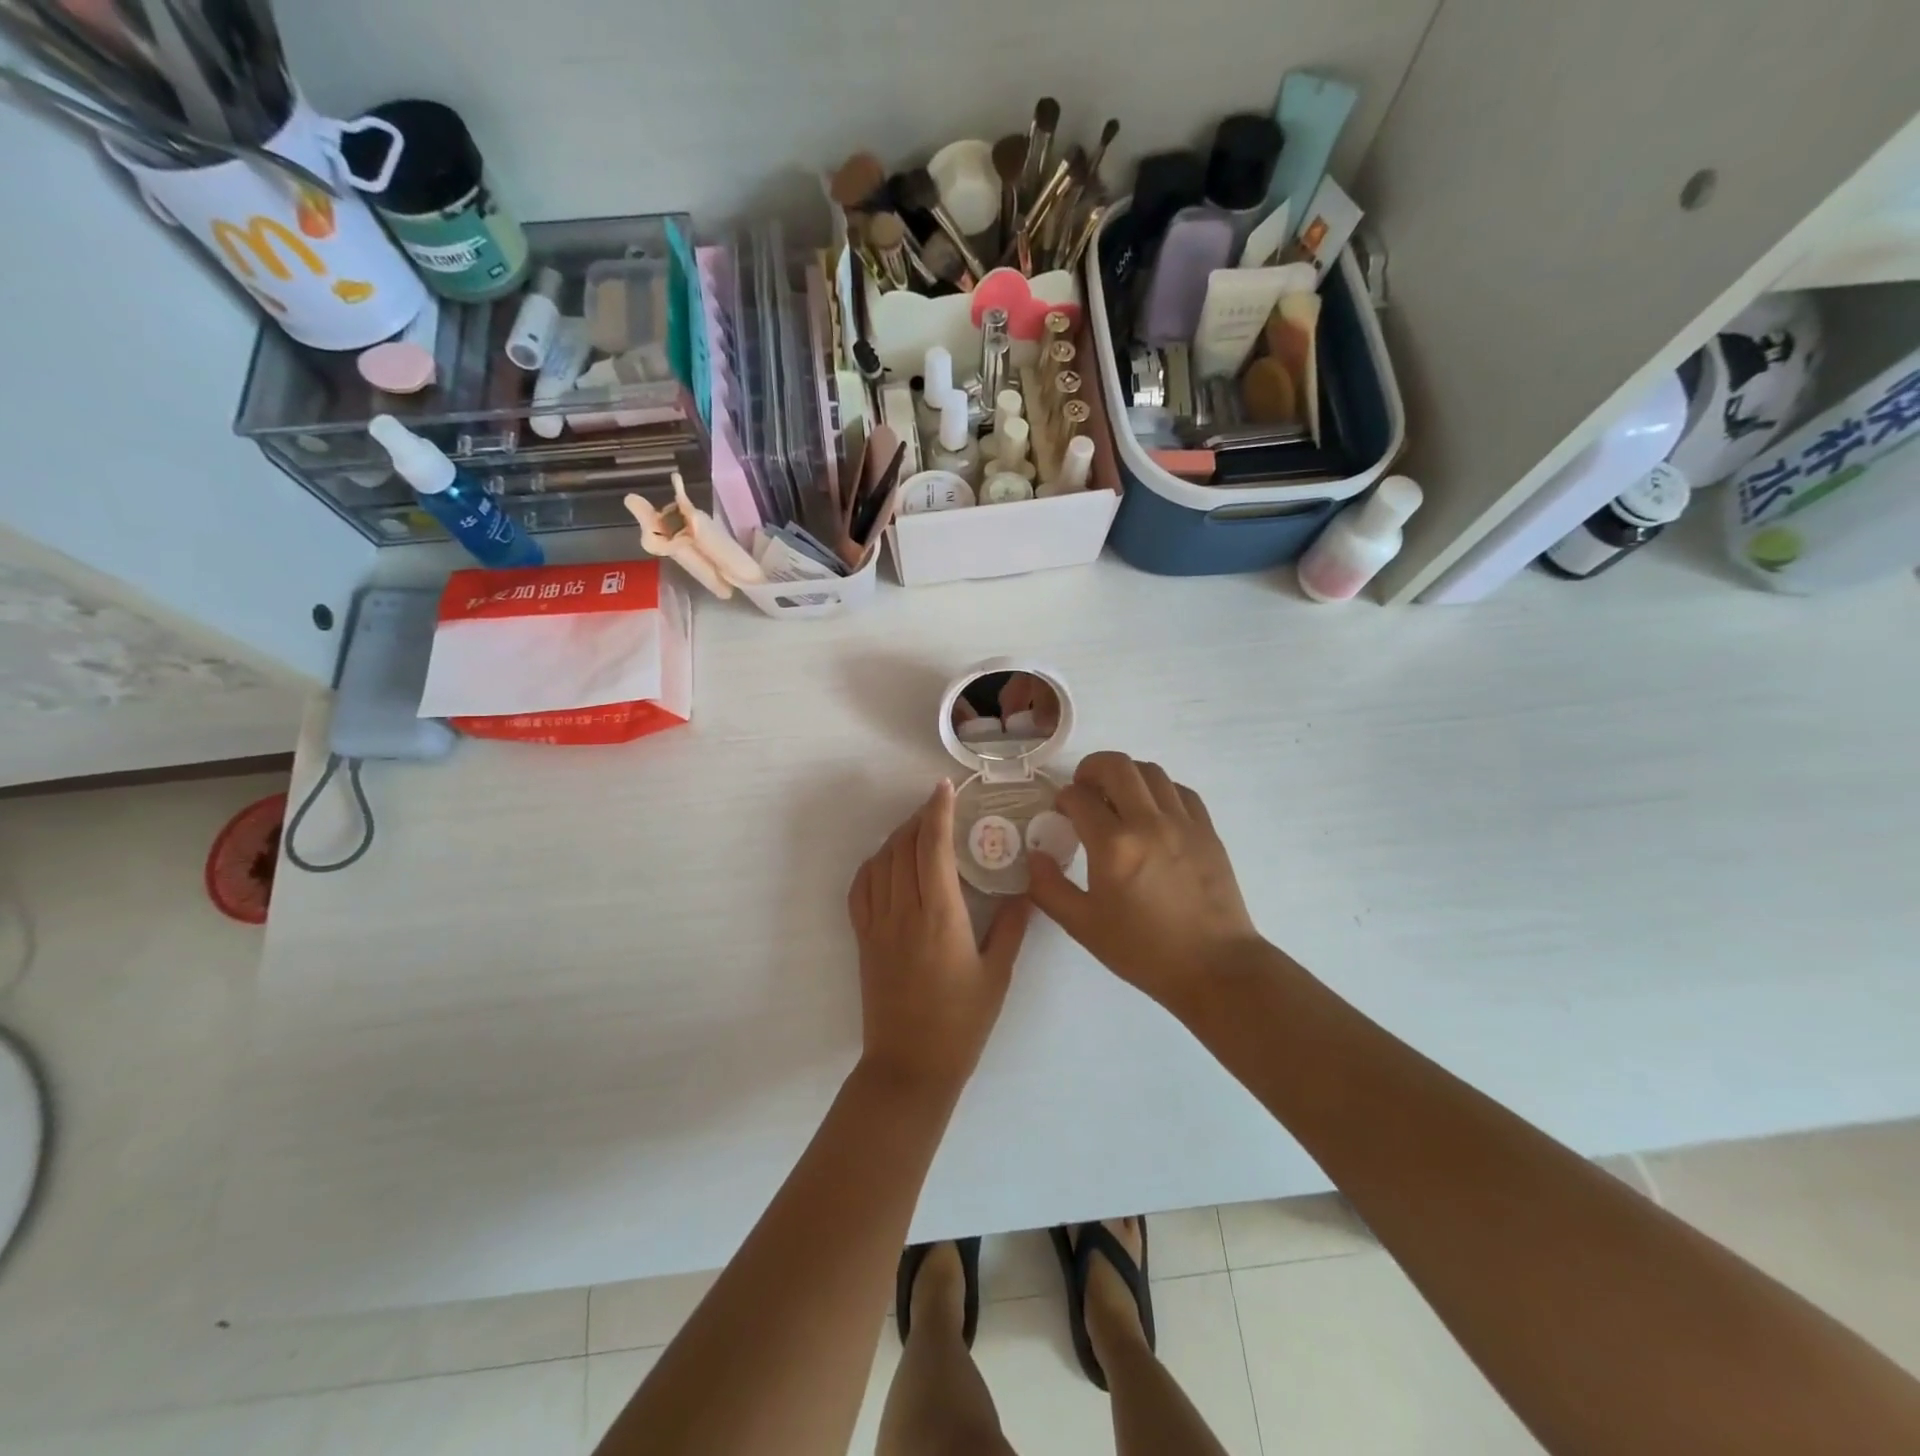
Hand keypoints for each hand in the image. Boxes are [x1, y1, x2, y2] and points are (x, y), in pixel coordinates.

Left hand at [847, 780, 1030, 1097]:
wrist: (910, 1067)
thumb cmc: (961, 1024)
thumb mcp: (997, 975)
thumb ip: (1012, 927)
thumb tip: (1025, 890)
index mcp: (940, 917)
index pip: (932, 848)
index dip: (937, 811)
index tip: (945, 788)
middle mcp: (904, 912)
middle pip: (903, 846)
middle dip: (919, 817)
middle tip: (939, 806)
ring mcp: (877, 925)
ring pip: (880, 862)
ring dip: (897, 837)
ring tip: (918, 828)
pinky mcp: (863, 939)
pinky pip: (860, 889)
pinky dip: (873, 864)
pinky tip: (887, 861)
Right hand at [1026, 752, 1263, 1013]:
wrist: (1214, 967)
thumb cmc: (1143, 950)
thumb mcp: (1083, 926)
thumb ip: (1048, 887)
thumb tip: (1036, 854)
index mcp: (1114, 846)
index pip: (1078, 797)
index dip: (1063, 799)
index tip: (1061, 813)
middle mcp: (1149, 822)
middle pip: (1116, 766)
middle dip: (1091, 768)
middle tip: (1083, 789)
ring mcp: (1183, 823)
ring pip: (1151, 771)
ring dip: (1126, 776)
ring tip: (1117, 798)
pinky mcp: (1207, 830)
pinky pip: (1180, 791)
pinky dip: (1159, 790)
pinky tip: (1152, 812)